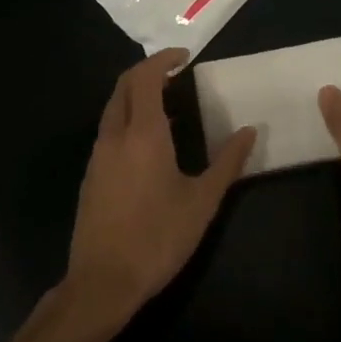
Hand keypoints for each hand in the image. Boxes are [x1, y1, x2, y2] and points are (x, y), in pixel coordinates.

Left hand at [64, 49, 255, 327]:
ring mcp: (98, 156)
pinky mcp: (91, 176)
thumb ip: (228, 162)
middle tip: (175, 74)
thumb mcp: (202, 202)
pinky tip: (148, 143)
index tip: (185, 57)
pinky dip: (127, 118)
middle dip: (147, 71)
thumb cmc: (157, 238)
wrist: (102, 283)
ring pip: (113, 108)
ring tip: (168, 104)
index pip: (145, 77)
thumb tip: (250, 131)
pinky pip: (108, 130)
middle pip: (123, 86)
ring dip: (136, 95)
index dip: (163, 60)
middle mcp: (115, 135)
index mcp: (143, 133)